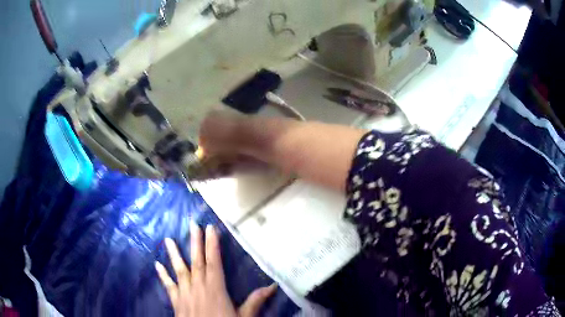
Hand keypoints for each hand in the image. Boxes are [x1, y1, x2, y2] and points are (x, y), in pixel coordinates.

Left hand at [155, 223, 276, 316]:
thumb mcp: (244, 316)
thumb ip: (255, 301)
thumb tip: (273, 286)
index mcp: (215, 289)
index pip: (214, 263)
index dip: (212, 245)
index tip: (211, 229)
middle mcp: (198, 287)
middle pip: (196, 262)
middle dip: (195, 242)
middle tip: (192, 225)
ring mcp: (185, 293)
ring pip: (180, 270)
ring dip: (175, 254)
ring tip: (169, 239)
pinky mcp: (176, 301)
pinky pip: (168, 286)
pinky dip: (163, 275)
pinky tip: (157, 265)